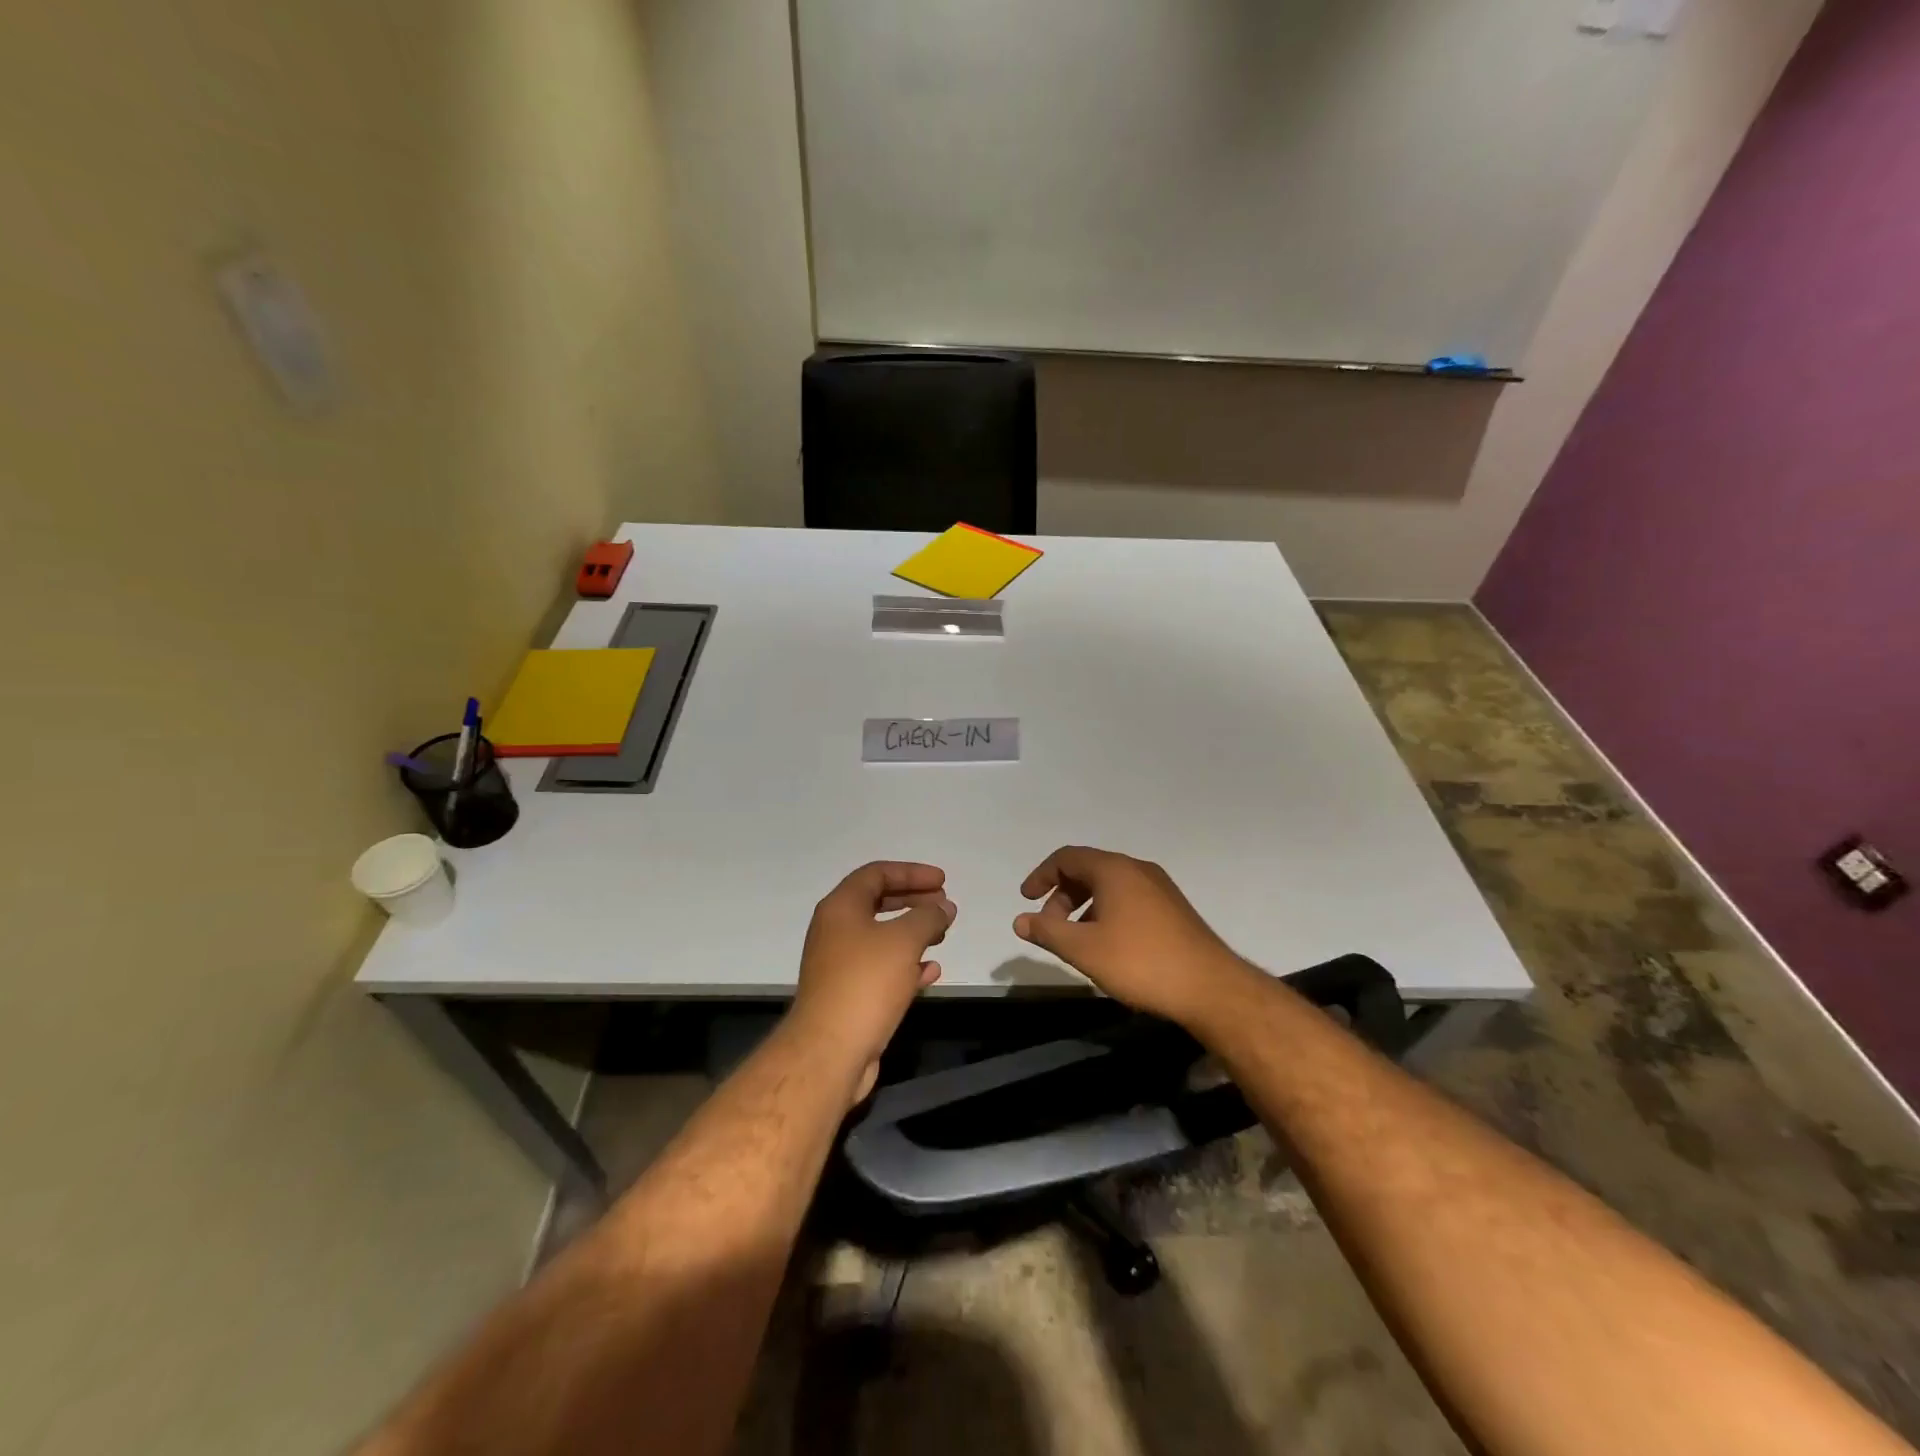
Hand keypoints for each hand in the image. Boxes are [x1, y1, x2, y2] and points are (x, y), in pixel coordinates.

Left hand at [789, 861, 954, 1099]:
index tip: (942, 881)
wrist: (830, 1051)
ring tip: (942, 935)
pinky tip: (931, 971)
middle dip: (913, 900)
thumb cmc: (866, 982)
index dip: (911, 872)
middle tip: (943, 904)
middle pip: (878, 903)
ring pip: (881, 937)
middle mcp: (835, 930)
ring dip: (913, 932)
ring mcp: (840, 964)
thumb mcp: (904, 940)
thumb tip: (943, 908)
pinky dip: (906, 965)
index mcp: (841, 908)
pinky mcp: (848, 995)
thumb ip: (928, 917)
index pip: (876, 874)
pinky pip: (881, 969)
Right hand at [1013, 846, 1255, 1027]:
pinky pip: (1129, 898)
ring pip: (1110, 885)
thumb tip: (1020, 919)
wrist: (1210, 988)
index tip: (1026, 899)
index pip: (1067, 857)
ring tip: (1077, 939)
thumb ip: (1048, 931)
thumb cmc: (1140, 962)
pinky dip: (1107, 911)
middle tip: (1051, 926)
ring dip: (1085, 905)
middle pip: (1089, 869)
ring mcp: (1160, 888)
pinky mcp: (1174, 908)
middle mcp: (1138, 869)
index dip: (1041, 876)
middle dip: (1062, 895)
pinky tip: (1109, 944)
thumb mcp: (1084, 949)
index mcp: (1114, 869)